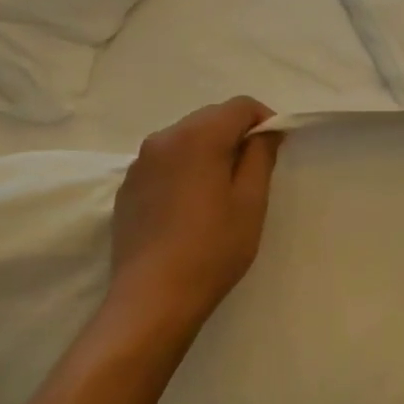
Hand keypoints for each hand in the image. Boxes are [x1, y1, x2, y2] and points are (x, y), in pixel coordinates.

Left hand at [105, 97, 282, 339]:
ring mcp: (139, 163)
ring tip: (221, 192)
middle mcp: (163, 139)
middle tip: (253, 172)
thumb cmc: (213, 248)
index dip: (264, 120)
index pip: (239, 106)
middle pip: (210, 118)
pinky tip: (191, 207)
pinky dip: (185, 169)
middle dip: (236, 134)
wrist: (153, 297)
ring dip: (209, 151)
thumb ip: (261, 156)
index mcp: (198, 137)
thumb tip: (265, 131)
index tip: (276, 149)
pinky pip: (165, 162)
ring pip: (185, 139)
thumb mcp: (251, 202)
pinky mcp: (128, 187)